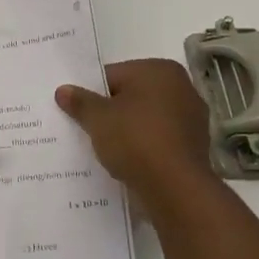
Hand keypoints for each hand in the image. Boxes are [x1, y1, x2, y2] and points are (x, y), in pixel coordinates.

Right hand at [56, 59, 211, 202]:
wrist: (176, 189)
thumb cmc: (136, 140)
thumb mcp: (98, 119)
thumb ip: (80, 102)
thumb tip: (63, 90)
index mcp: (159, 69)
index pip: (114, 75)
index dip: (92, 94)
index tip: (79, 113)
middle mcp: (182, 87)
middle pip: (133, 96)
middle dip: (112, 112)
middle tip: (89, 130)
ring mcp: (192, 118)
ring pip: (147, 119)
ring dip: (129, 131)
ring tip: (107, 150)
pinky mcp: (195, 147)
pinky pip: (160, 140)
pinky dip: (145, 148)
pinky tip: (129, 163)